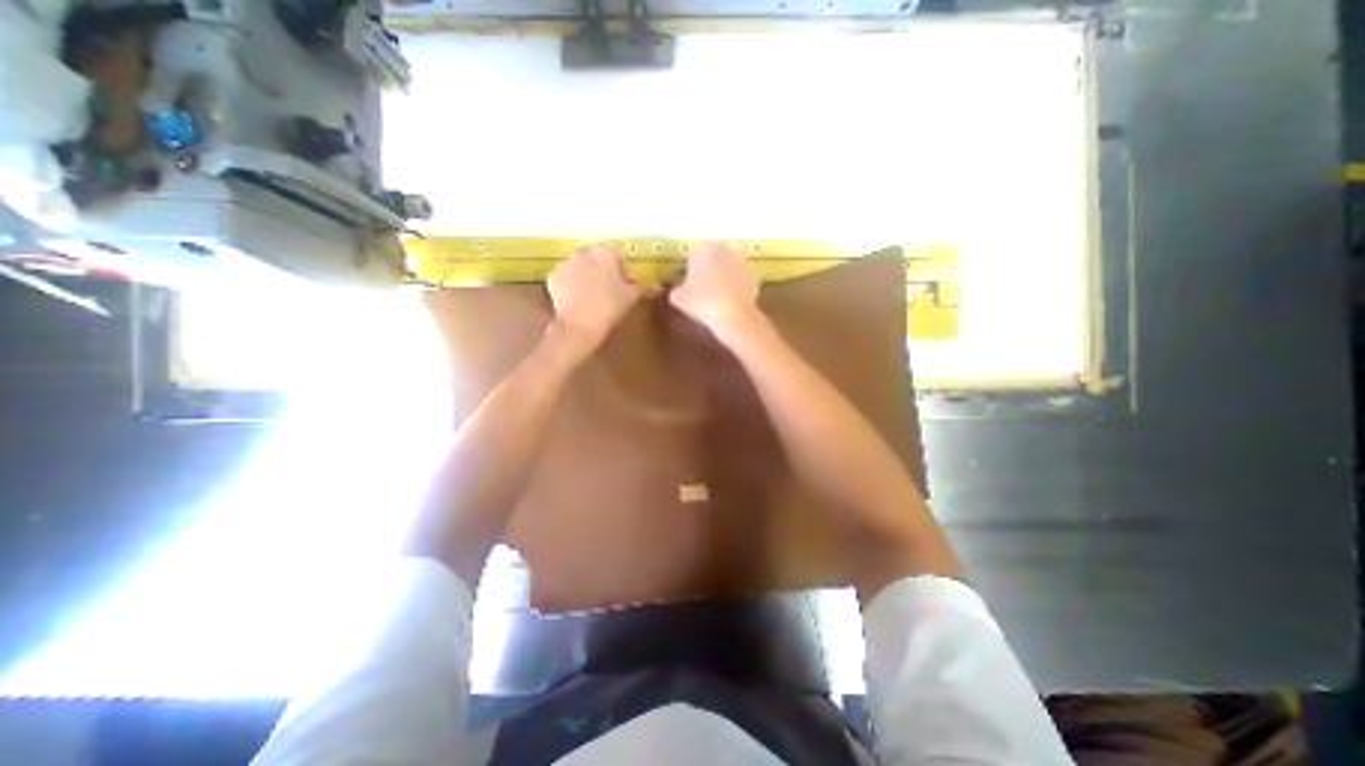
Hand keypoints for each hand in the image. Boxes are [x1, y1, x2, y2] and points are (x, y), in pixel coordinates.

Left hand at [547, 245, 645, 351]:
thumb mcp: (632, 296)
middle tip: (610, 291)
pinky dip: (572, 286)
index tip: (626, 287)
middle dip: (604, 271)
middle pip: (598, 259)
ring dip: (587, 277)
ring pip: (581, 267)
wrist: (579, 325)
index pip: (619, 256)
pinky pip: (566, 278)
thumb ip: (643, 287)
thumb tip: (656, 286)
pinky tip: (578, 300)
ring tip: (593, 297)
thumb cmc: (610, 306)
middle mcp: (583, 252)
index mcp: (605, 252)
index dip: (624, 271)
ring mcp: (565, 263)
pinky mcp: (552, 277)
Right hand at [669, 246, 761, 338]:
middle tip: (703, 289)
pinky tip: (730, 301)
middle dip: (709, 269)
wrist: (733, 315)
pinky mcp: (755, 275)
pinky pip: (740, 279)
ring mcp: (742, 261)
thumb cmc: (702, 302)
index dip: (691, 269)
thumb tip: (680, 289)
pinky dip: (736, 286)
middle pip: (713, 258)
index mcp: (704, 249)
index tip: (689, 283)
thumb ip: (677, 288)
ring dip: (724, 277)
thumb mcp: (678, 298)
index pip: (694, 255)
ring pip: (728, 267)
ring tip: (718, 296)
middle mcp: (725, 249)